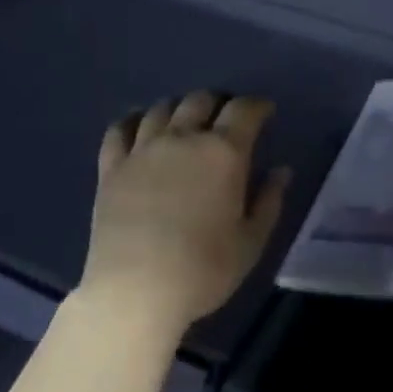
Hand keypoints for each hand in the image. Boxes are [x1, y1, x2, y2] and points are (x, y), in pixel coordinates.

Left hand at [82, 92, 291, 334]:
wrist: (136, 291)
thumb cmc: (204, 270)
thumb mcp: (251, 241)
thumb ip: (269, 201)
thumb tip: (281, 171)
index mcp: (223, 153)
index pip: (244, 110)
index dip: (258, 106)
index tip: (265, 113)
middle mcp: (182, 139)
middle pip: (201, 101)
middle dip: (219, 103)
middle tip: (226, 120)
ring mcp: (142, 150)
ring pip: (162, 108)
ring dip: (180, 108)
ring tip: (186, 121)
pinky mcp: (111, 167)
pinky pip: (120, 128)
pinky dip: (135, 120)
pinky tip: (141, 126)